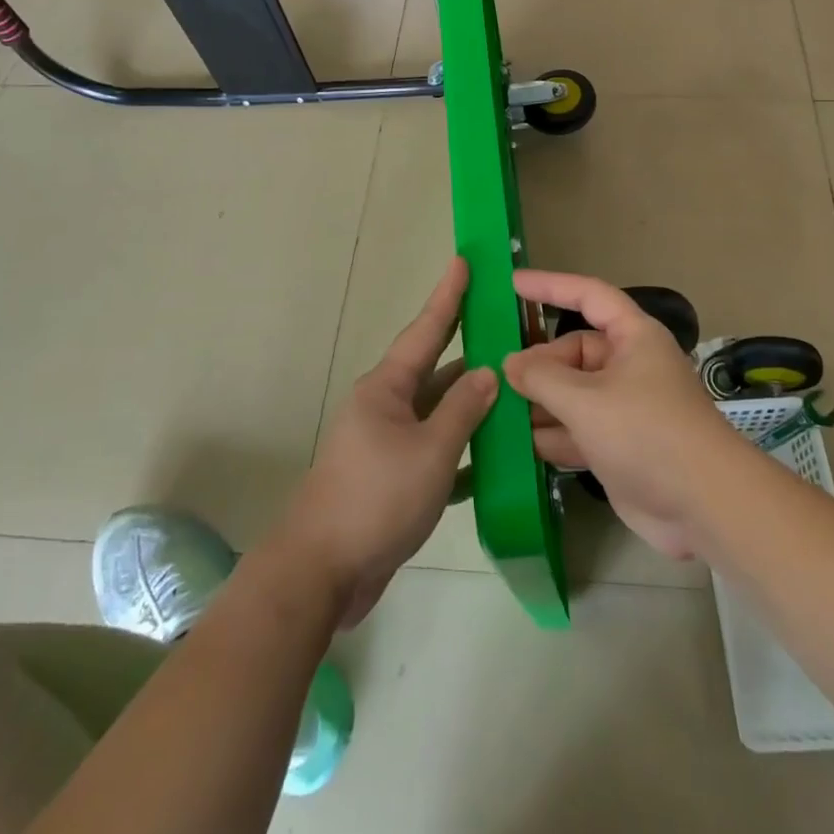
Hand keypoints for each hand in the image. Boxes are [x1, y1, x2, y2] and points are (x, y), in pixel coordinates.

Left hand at [282, 258, 496, 627]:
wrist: (322, 572)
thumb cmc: (376, 499)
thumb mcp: (430, 451)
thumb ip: (463, 410)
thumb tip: (487, 372)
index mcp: (386, 388)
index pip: (425, 330)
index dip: (447, 296)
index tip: (463, 262)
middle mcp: (384, 406)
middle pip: (433, 368)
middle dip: (465, 346)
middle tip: (500, 321)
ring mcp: (386, 443)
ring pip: (436, 411)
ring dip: (469, 404)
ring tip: (511, 387)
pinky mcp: (390, 477)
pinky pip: (433, 449)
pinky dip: (461, 449)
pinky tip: (494, 457)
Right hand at [504, 270, 750, 560]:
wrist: (704, 506)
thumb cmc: (646, 433)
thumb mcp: (586, 400)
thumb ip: (542, 377)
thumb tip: (510, 363)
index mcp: (632, 337)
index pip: (588, 296)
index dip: (551, 286)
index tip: (512, 283)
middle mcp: (627, 366)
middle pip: (572, 352)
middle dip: (537, 365)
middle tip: (496, 379)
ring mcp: (622, 408)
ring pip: (570, 393)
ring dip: (538, 403)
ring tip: (494, 409)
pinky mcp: (617, 446)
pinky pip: (575, 429)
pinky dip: (550, 435)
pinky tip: (517, 445)